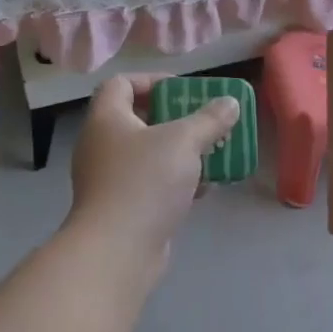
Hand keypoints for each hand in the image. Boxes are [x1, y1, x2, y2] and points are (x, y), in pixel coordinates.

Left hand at [66, 75, 238, 279]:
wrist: (117, 250)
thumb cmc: (145, 182)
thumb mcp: (184, 141)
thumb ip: (209, 119)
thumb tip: (230, 103)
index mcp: (107, 119)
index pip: (121, 84)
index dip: (152, 81)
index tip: (183, 91)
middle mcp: (102, 145)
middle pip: (139, 119)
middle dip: (176, 119)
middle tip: (204, 122)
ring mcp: (109, 179)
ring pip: (149, 155)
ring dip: (181, 152)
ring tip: (212, 153)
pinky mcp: (122, 207)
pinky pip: (152, 183)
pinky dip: (177, 181)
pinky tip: (205, 188)